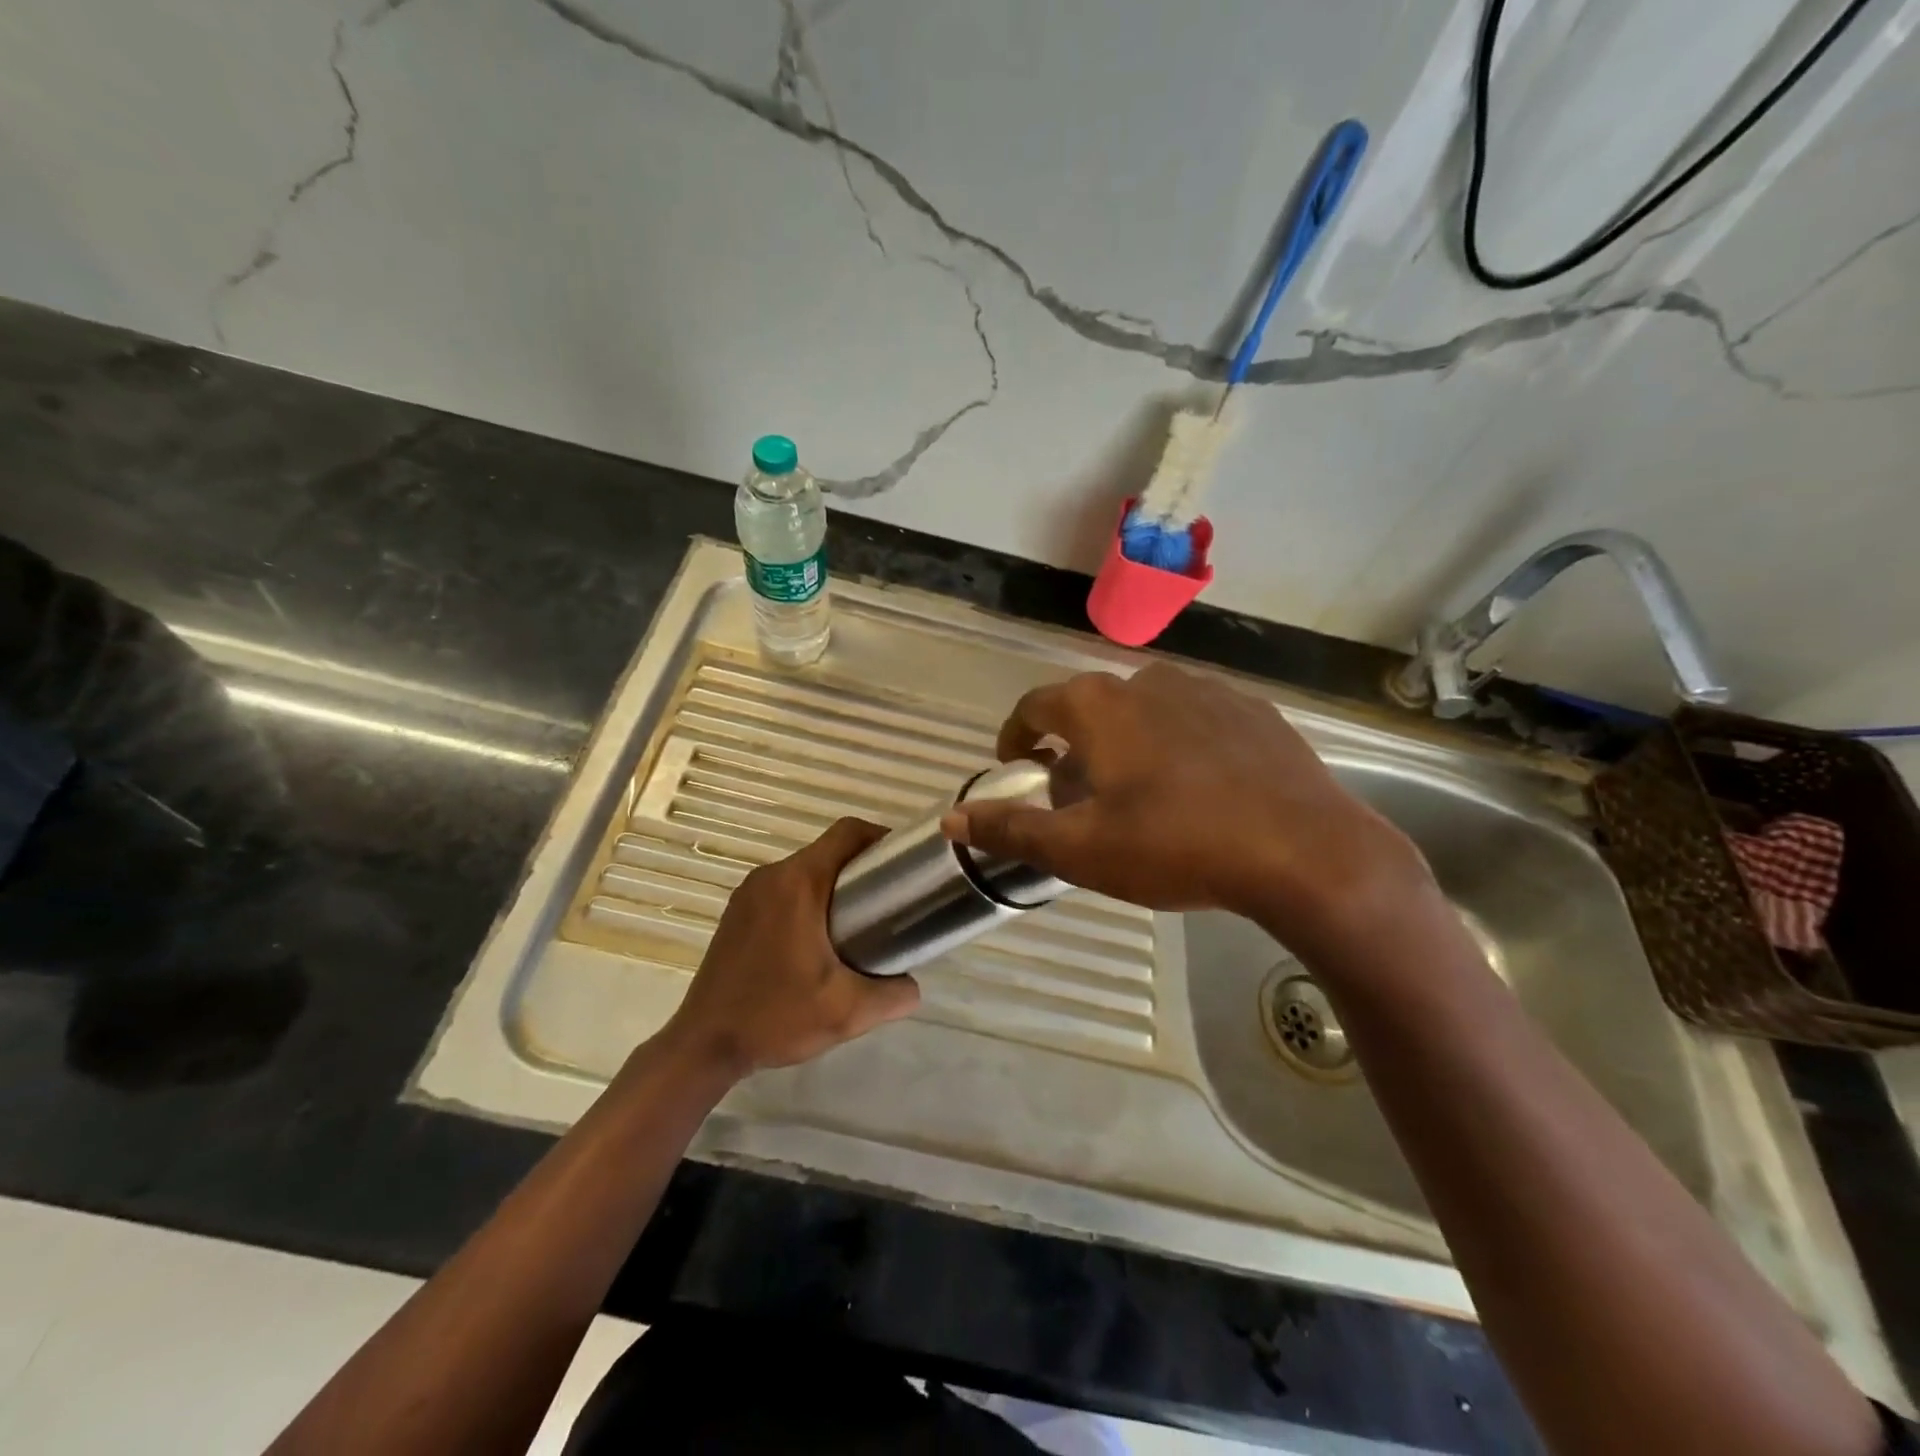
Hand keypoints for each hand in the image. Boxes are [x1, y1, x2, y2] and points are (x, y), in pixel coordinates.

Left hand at [659, 818, 919, 1079]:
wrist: (702, 1046)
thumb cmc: (774, 1018)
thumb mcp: (846, 1012)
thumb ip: (893, 996)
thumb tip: (913, 985)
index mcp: (798, 883)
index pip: (847, 832)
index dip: (881, 837)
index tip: (905, 864)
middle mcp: (771, 876)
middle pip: (827, 851)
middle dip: (863, 867)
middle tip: (889, 901)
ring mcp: (748, 893)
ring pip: (805, 871)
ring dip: (834, 885)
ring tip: (860, 922)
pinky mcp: (737, 913)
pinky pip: (783, 890)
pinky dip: (808, 899)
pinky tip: (819, 940)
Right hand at [942, 664, 1432, 954]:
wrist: (1305, 851)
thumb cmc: (1177, 845)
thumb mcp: (1082, 850)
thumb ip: (1012, 828)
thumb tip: (952, 818)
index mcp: (1099, 707)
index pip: (1033, 706)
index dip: (1015, 736)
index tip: (1016, 766)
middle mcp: (1147, 681)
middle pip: (1089, 709)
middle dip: (1072, 749)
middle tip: (1078, 799)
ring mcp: (1206, 690)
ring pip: (1143, 711)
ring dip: (1125, 744)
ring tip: (1138, 795)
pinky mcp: (1252, 709)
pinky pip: (1194, 719)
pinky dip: (1177, 744)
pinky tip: (1197, 788)